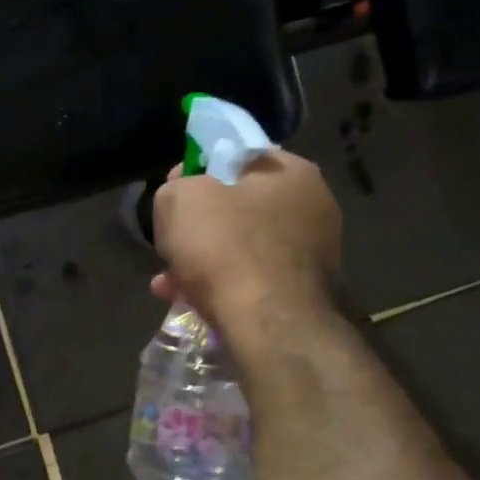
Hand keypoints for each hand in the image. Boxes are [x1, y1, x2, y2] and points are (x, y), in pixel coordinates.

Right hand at [151, 150, 341, 333]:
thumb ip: (177, 186)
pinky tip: (187, 299)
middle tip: (169, 239)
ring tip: (168, 280)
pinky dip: (219, 284)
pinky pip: (250, 277)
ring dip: (201, 259)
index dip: (198, 170)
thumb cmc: (225, 247)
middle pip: (237, 206)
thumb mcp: (180, 199)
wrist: (268, 323)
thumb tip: (185, 193)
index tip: (172, 191)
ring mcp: (311, 252)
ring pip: (239, 246)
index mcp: (291, 173)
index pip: (238, 156)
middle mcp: (311, 206)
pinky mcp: (301, 290)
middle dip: (197, 224)